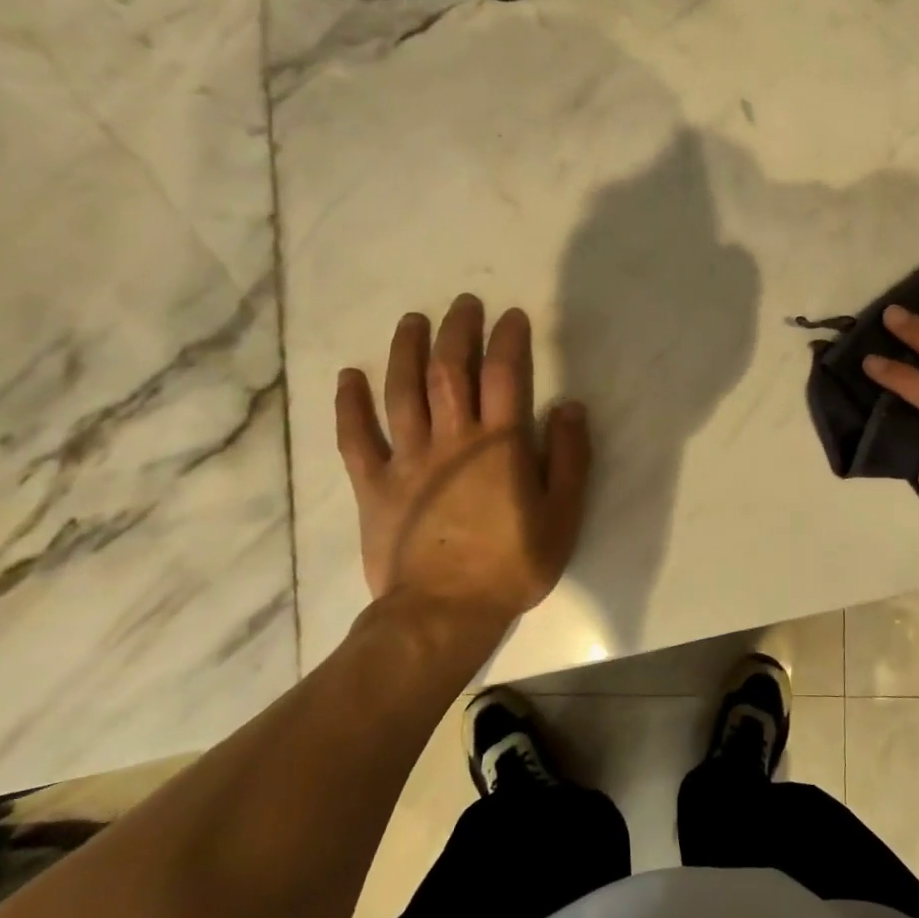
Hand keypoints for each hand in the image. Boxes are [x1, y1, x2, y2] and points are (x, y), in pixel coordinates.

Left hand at [335, 295, 590, 629]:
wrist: (443, 613)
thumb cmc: (512, 564)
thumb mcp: (562, 515)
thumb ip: (570, 458)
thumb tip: (570, 406)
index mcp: (500, 444)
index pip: (504, 374)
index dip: (508, 339)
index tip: (511, 316)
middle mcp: (452, 439)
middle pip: (450, 370)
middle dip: (457, 331)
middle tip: (463, 304)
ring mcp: (407, 459)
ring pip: (402, 392)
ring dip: (406, 351)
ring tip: (412, 322)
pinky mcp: (374, 485)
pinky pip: (356, 438)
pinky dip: (350, 405)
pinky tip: (348, 377)